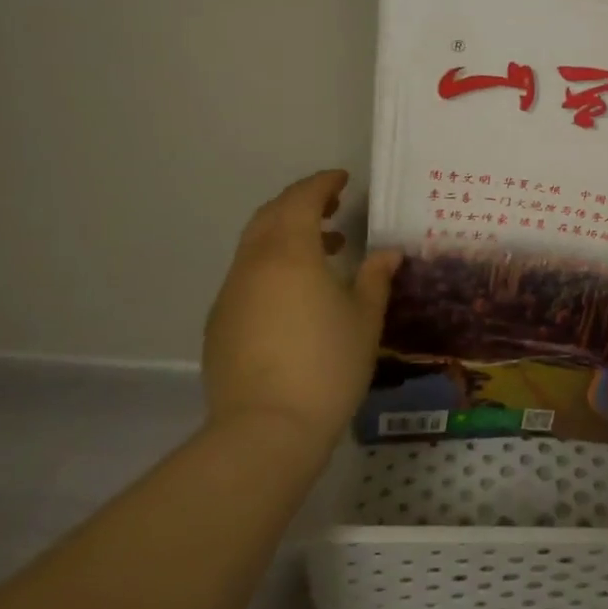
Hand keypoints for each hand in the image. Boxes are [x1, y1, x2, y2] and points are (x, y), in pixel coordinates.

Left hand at [202, 170, 400, 451]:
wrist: (267, 429)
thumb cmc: (328, 364)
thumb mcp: (365, 318)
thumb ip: (375, 278)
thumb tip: (387, 253)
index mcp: (289, 255)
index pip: (301, 201)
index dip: (322, 184)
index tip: (343, 179)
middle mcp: (253, 265)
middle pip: (270, 216)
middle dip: (300, 203)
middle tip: (333, 205)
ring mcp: (231, 295)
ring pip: (255, 247)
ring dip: (287, 235)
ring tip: (325, 249)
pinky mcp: (221, 324)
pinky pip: (247, 276)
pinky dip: (272, 265)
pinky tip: (298, 293)